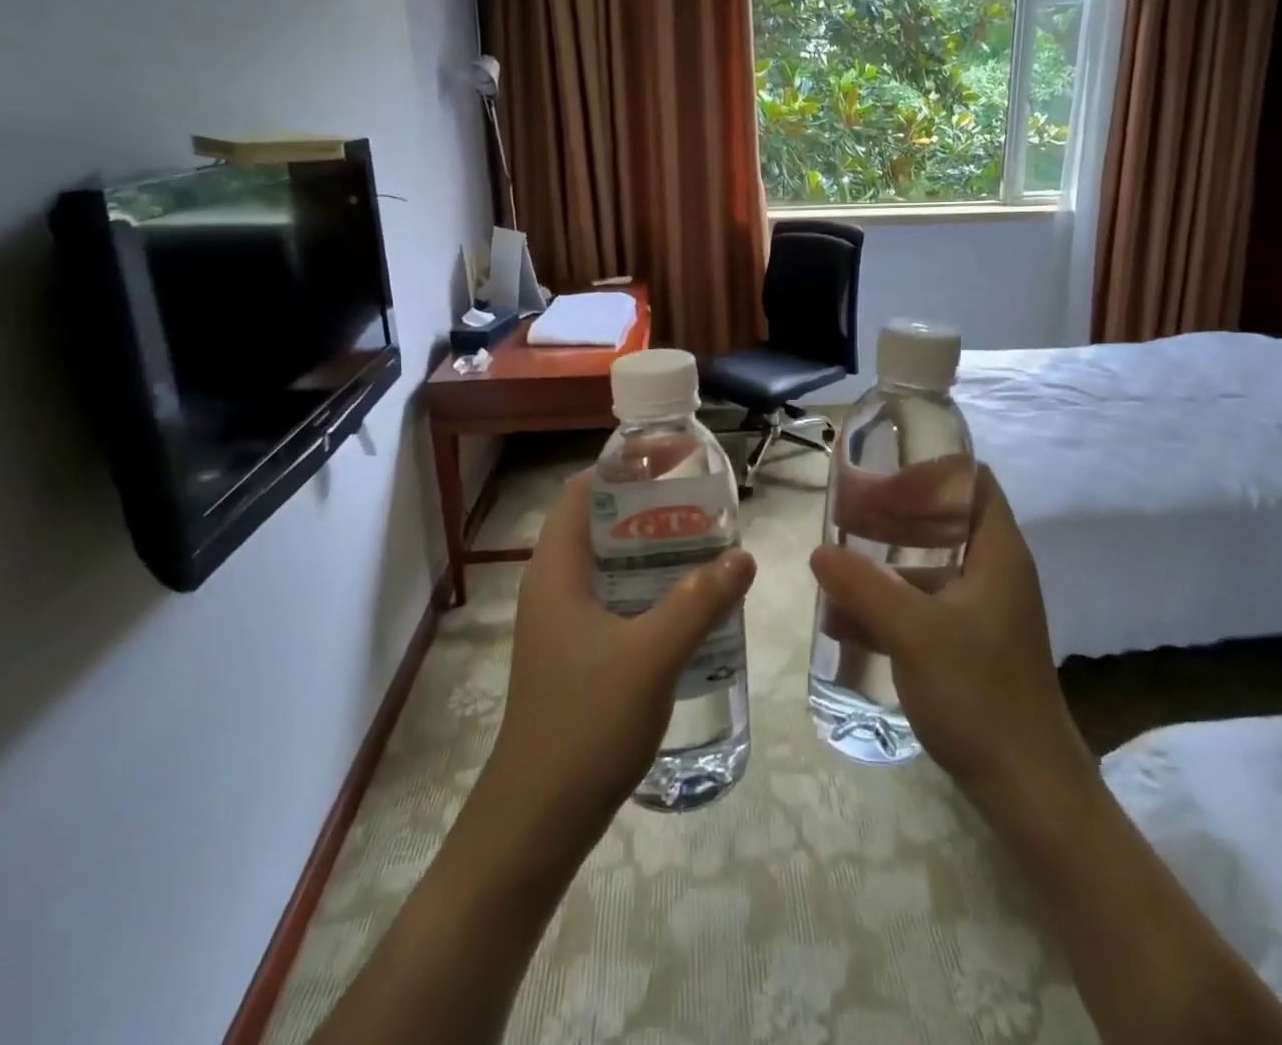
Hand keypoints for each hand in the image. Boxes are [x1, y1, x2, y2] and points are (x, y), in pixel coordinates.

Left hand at [475, 468, 755, 849]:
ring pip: (610, 565)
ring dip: (653, 551)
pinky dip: (649, 589)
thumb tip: (743, 556)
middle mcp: (554, 587)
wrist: (538, 821)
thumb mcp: (652, 654)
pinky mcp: (577, 654)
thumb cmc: (585, 722)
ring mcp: (563, 624)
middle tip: (702, 505)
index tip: (672, 461)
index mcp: (556, 571)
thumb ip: (699, 601)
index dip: (623, 467)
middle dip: (649, 508)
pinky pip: (615, 600)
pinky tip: (689, 604)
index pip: (582, 491)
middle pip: (600, 524)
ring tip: (705, 546)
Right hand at [811, 465, 1091, 809]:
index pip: (972, 481)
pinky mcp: (969, 646)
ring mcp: (982, 611)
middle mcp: (994, 572)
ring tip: (834, 563)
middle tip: (844, 513)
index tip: (879, 480)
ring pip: (929, 566)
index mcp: (997, 552)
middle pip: (943, 521)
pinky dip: (888, 604)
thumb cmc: (978, 691)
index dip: (927, 473)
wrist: (1028, 787)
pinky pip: (923, 607)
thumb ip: (864, 586)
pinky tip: (843, 619)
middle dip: (892, 514)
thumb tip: (820, 552)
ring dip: (883, 561)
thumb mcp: (913, 632)